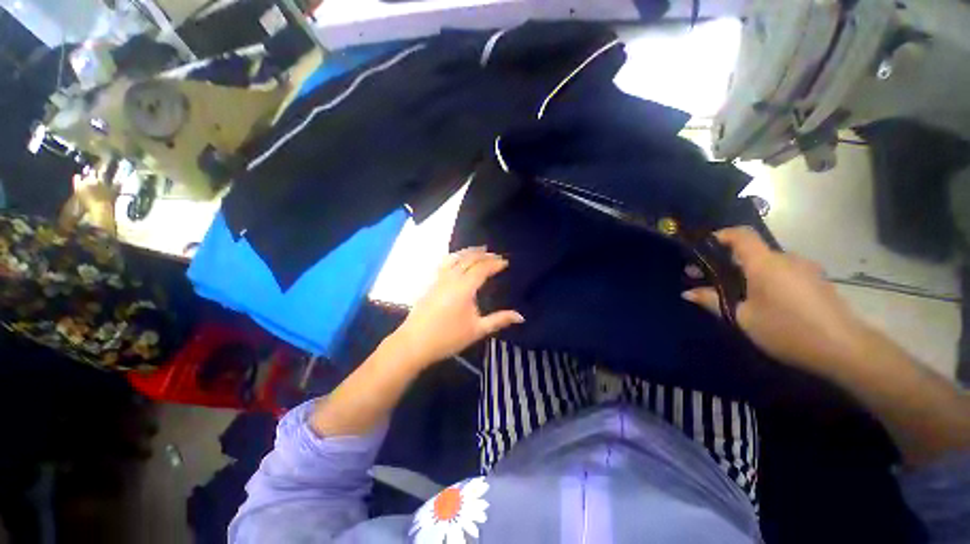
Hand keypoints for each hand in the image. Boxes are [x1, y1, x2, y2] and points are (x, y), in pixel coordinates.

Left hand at [389, 247, 524, 368]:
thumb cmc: (448, 338)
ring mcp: (439, 279)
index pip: (482, 269)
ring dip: (469, 252)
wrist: (414, 343)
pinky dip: (456, 256)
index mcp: (465, 288)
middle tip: (496, 255)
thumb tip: (520, 316)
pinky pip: (446, 263)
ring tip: (479, 249)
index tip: (505, 261)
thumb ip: (499, 320)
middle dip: (484, 255)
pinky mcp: (431, 283)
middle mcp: (452, 278)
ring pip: (456, 258)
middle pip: (469, 259)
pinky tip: (457, 259)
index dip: (495, 263)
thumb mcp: (477, 330)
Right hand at [683, 227, 871, 377]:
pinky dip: (766, 279)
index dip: (721, 236)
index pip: (741, 235)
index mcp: (765, 263)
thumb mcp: (743, 318)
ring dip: (747, 272)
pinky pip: (784, 272)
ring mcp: (805, 269)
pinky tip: (764, 300)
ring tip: (736, 294)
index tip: (703, 249)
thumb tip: (687, 293)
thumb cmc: (787, 329)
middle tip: (708, 280)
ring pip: (768, 263)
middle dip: (727, 261)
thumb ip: (713, 301)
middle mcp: (786, 258)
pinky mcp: (816, 281)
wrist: (844, 348)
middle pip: (752, 251)